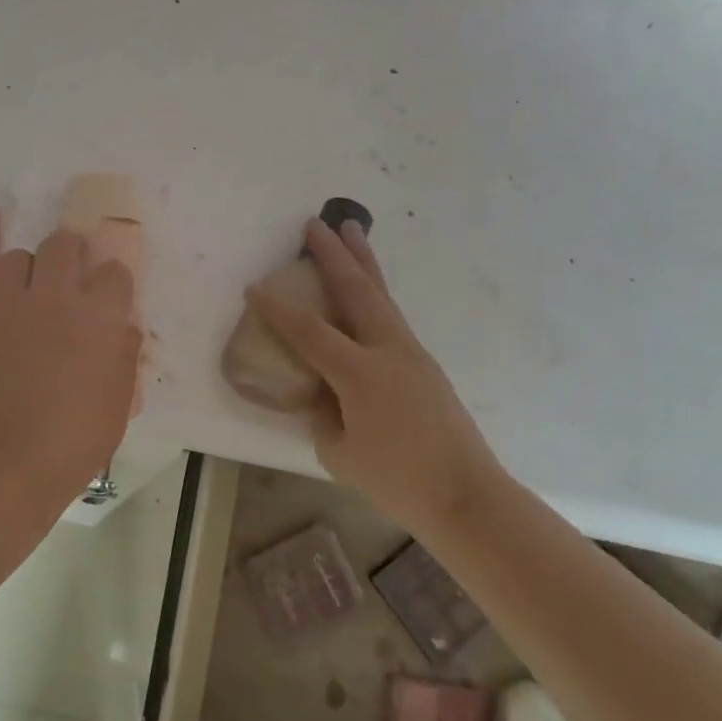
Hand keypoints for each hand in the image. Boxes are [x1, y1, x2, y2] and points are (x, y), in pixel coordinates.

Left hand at [0, 229, 141, 501]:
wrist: (8, 462)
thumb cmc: (78, 439)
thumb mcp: (120, 399)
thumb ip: (123, 354)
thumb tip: (120, 328)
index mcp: (99, 317)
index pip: (114, 271)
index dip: (112, 280)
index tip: (109, 294)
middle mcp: (54, 300)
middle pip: (62, 244)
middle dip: (70, 251)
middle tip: (69, 273)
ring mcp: (8, 309)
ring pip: (16, 258)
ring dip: (29, 271)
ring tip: (30, 297)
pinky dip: (1, 314)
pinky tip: (2, 345)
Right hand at [249, 219, 504, 522]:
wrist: (468, 497)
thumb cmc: (398, 480)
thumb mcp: (339, 452)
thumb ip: (321, 415)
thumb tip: (319, 393)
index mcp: (360, 373)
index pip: (309, 331)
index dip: (278, 309)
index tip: (254, 288)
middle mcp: (388, 350)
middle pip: (356, 290)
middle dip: (333, 254)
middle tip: (315, 223)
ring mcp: (411, 352)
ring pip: (381, 294)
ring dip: (362, 260)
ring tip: (351, 229)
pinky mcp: (424, 363)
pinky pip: (391, 314)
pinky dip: (374, 290)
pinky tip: (366, 288)